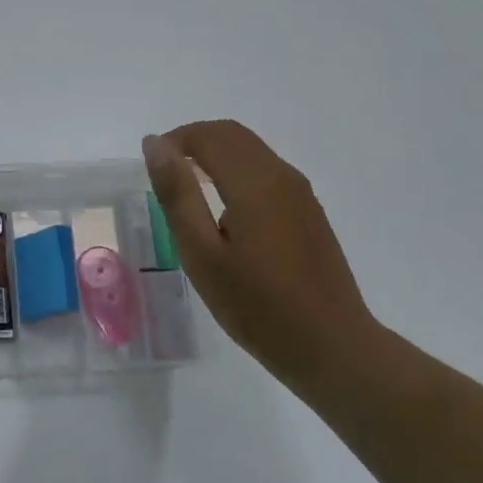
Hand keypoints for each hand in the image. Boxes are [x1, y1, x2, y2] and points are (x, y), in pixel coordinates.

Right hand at [143, 120, 380, 390]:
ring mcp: (300, 193)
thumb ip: (177, 194)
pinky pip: (265, 171)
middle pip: (232, 135)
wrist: (331, 347)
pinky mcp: (308, 211)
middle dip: (193, 142)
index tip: (150, 170)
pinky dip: (235, 171)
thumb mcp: (201, 253)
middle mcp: (281, 175)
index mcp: (255, 181)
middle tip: (164, 176)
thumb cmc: (257, 306)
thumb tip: (155, 144)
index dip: (174, 141)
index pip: (208, 135)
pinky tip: (223, 211)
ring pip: (251, 151)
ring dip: (214, 156)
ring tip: (187, 191)